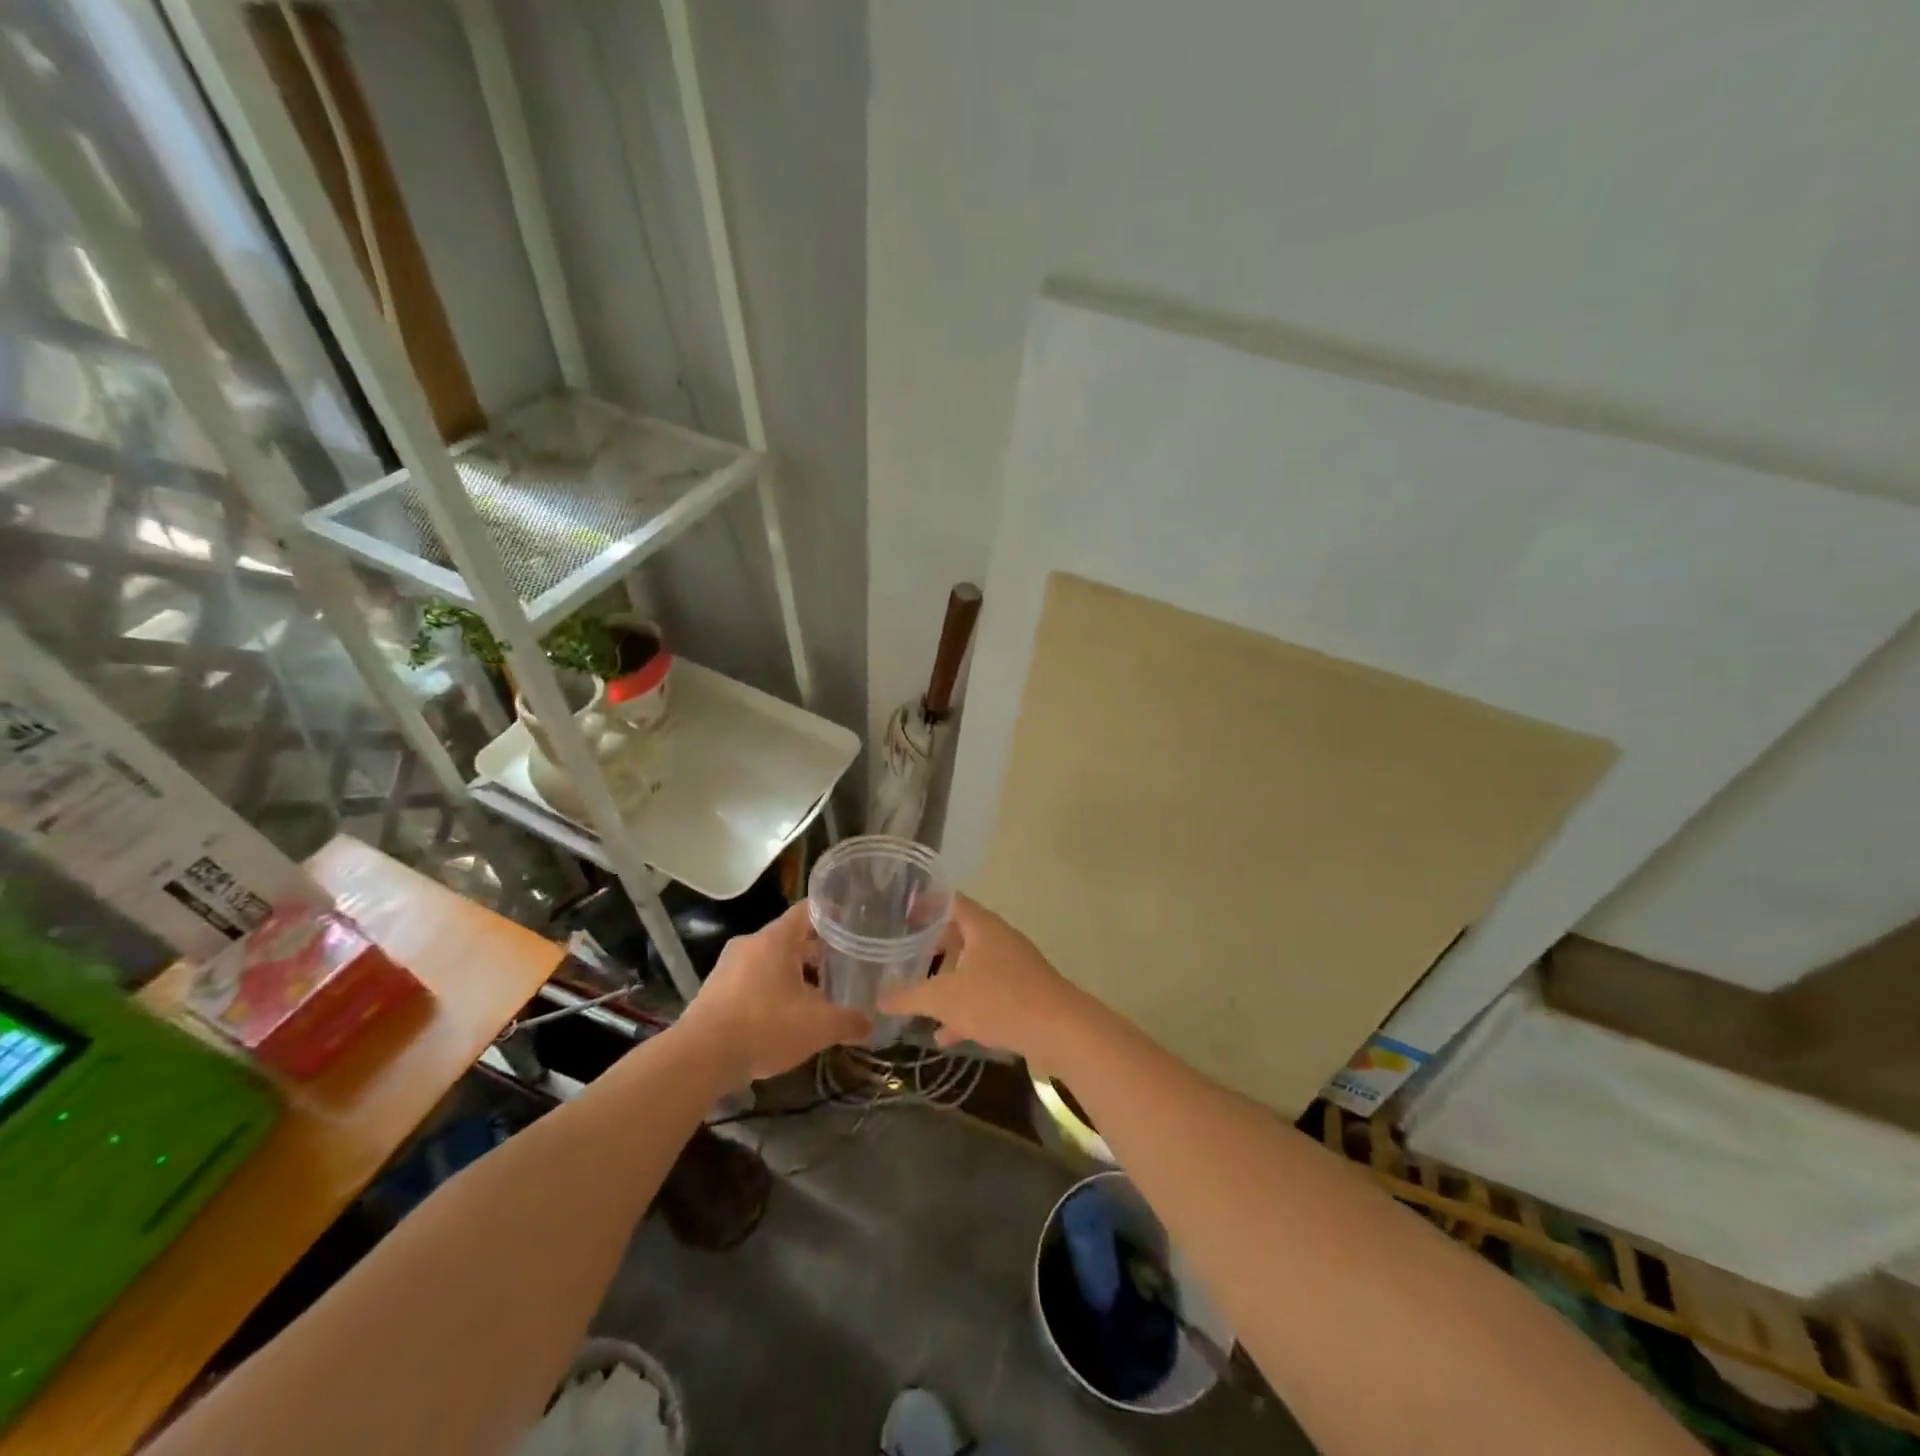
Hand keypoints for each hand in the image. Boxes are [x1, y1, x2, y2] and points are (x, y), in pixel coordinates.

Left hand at [678, 902, 870, 1082]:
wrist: (700, 1058)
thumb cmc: (765, 1027)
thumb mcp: (818, 1027)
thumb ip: (848, 1022)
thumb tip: (870, 1025)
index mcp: (777, 938)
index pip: (809, 909)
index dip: (833, 914)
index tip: (853, 924)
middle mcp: (751, 943)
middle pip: (791, 937)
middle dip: (817, 951)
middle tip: (843, 965)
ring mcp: (728, 966)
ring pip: (770, 960)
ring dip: (793, 973)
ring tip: (818, 994)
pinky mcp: (714, 990)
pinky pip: (751, 980)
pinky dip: (771, 990)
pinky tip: (785, 1015)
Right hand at [877, 895, 1079, 1058]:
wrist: (1060, 1031)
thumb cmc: (999, 1000)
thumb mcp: (945, 998)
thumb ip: (909, 996)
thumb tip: (879, 997)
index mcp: (982, 927)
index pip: (950, 901)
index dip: (925, 902)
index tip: (901, 909)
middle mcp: (999, 940)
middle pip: (960, 934)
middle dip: (932, 946)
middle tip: (902, 953)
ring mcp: (1014, 967)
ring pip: (972, 968)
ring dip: (947, 981)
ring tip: (918, 996)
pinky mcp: (1023, 994)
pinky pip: (986, 994)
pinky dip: (965, 1009)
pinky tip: (945, 1035)